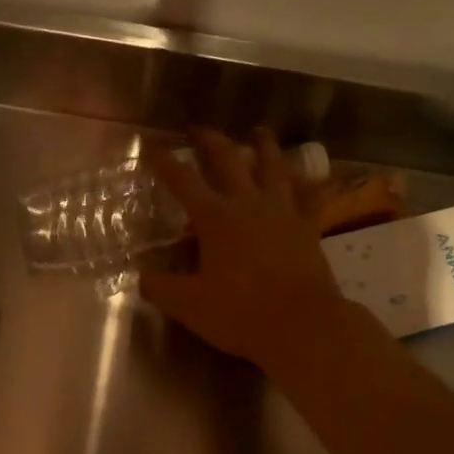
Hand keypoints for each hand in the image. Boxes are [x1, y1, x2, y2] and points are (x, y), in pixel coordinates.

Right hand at [141, 128, 346, 368]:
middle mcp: (248, 204)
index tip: (151, 145)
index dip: (164, 162)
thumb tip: (142, 277)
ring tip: (260, 131)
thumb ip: (161, 288)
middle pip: (229, 160)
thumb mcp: (188, 305)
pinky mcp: (308, 228)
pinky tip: (311, 176)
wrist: (301, 325)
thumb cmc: (240, 313)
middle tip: (200, 129)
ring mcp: (283, 212)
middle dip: (211, 141)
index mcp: (215, 218)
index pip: (183, 180)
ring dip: (265, 146)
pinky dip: (309, 183)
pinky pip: (310, 197)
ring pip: (274, 167)